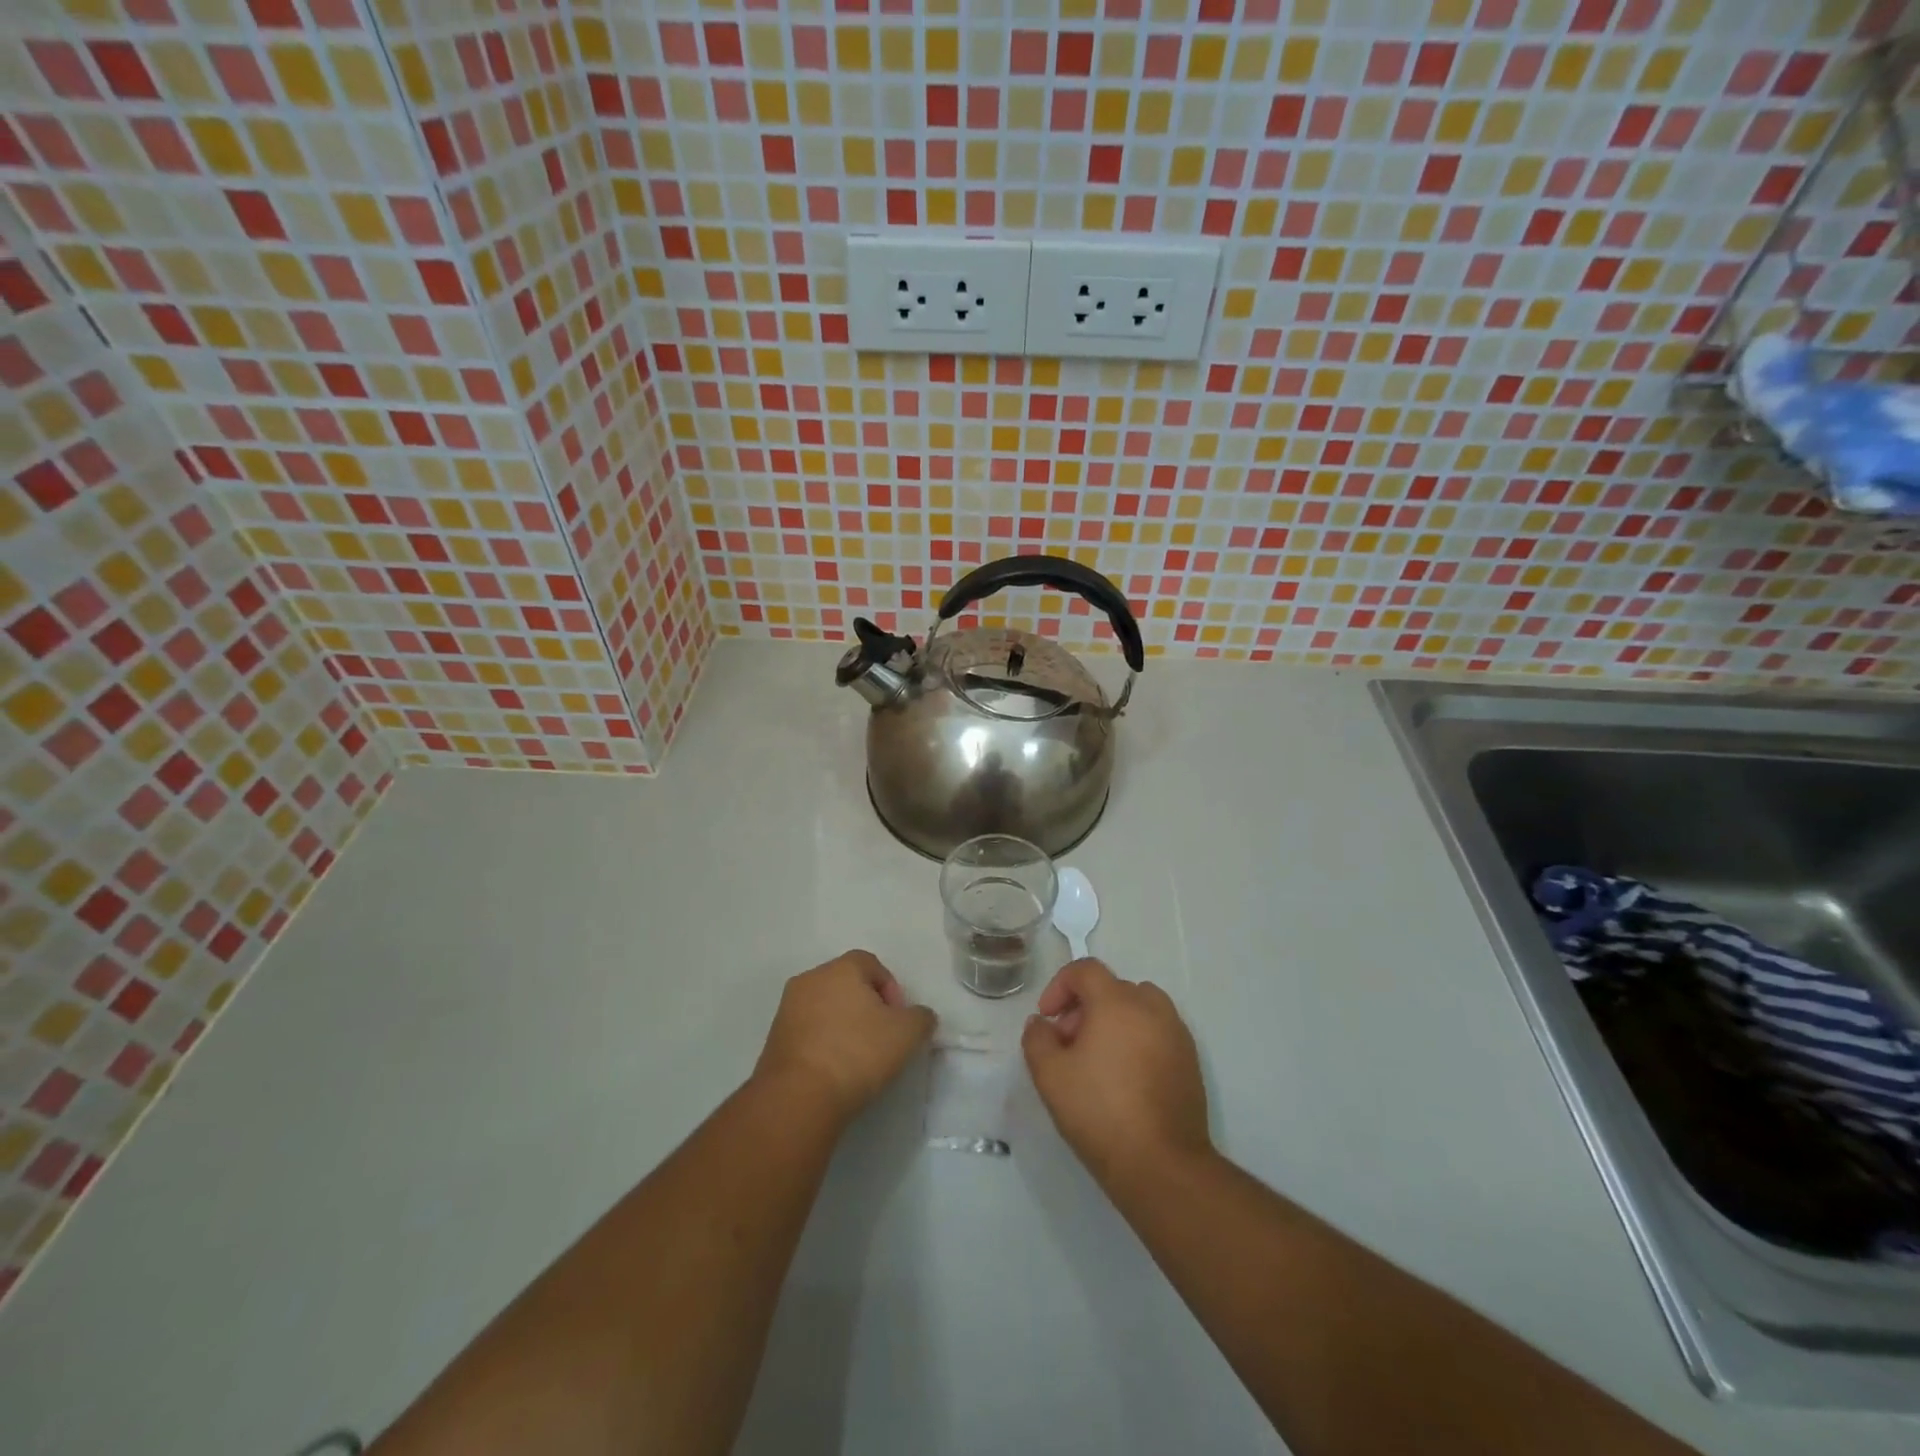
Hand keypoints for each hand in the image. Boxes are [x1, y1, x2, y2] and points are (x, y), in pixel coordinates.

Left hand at [754, 950, 936, 1127]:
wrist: (798, 1096)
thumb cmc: (857, 1052)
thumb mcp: (906, 1033)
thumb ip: (921, 1017)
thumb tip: (919, 1016)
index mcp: (841, 968)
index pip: (871, 964)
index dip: (891, 989)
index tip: (898, 1020)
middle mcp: (810, 978)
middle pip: (846, 984)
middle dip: (867, 1006)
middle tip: (882, 1037)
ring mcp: (787, 1008)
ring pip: (825, 1007)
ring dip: (843, 1025)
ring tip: (858, 1057)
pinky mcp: (774, 1038)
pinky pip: (808, 1031)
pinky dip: (823, 1042)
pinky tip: (834, 1069)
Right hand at [1022, 958, 1211, 1190]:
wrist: (1162, 1165)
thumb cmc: (1100, 1112)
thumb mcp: (1049, 1075)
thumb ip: (1037, 1038)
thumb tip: (1042, 1023)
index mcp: (1117, 1002)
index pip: (1085, 970)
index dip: (1059, 986)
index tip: (1047, 1017)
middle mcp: (1151, 1008)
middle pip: (1112, 988)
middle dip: (1084, 1007)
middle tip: (1068, 1044)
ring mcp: (1176, 1034)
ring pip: (1139, 1008)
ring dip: (1114, 1020)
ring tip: (1098, 1060)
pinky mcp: (1190, 1061)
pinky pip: (1158, 1032)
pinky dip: (1138, 1039)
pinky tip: (1125, 1079)